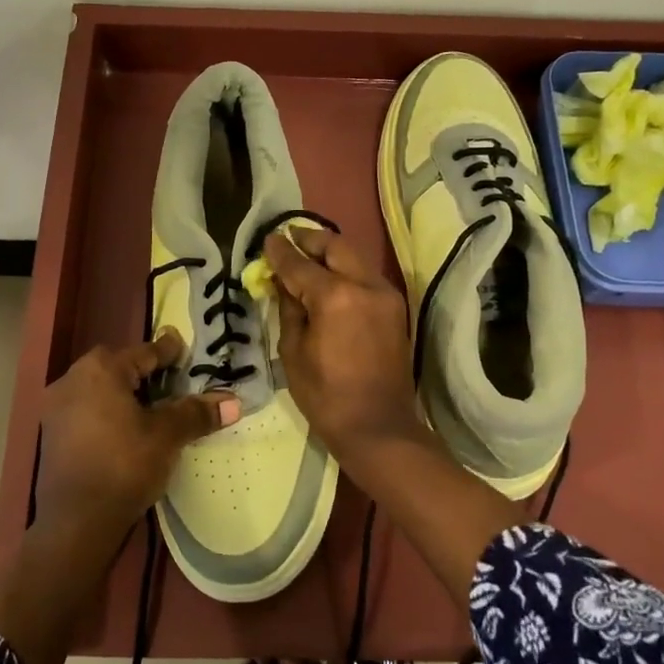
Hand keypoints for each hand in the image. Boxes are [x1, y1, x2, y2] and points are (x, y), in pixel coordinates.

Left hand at [35, 332, 237, 542]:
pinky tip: (125, 430)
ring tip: (151, 407)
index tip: (181, 347)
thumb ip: (196, 413)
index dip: (168, 351)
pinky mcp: (51, 435)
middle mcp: (72, 380)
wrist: (77, 522)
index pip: (144, 352)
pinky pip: (87, 411)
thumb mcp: (167, 436)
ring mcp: (57, 408)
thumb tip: (233, 402)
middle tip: (171, 380)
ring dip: (125, 394)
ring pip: (100, 390)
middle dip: (144, 372)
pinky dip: (108, 413)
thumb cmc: (125, 465)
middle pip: (118, 368)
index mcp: (101, 370)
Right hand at [264, 227, 424, 460]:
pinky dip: (346, 271)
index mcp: (335, 296)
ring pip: (355, 258)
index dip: (280, 251)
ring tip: (307, 256)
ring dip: (331, 253)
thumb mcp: (293, 352)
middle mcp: (365, 285)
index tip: (267, 239)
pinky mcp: (395, 308)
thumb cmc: (326, 396)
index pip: (300, 264)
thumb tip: (283, 283)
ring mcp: (386, 295)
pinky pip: (366, 276)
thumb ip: (289, 309)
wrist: (378, 426)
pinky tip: (330, 280)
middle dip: (310, 239)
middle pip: (336, 247)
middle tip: (290, 238)